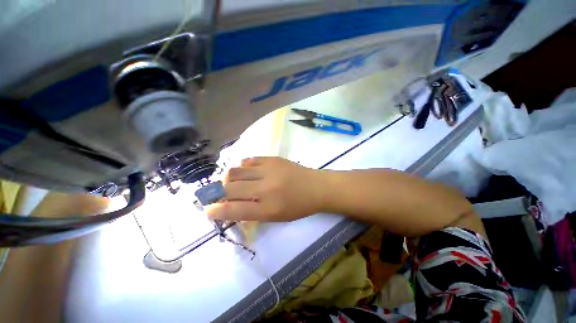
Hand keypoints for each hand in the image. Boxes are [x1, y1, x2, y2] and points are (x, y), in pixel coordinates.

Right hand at [206, 157, 324, 220]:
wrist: (316, 187)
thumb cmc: (299, 206)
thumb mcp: (276, 217)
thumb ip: (254, 213)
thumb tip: (232, 208)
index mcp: (268, 208)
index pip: (234, 210)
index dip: (217, 211)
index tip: (208, 210)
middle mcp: (266, 188)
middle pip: (230, 189)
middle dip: (217, 193)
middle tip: (216, 194)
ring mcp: (269, 170)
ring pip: (235, 171)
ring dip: (228, 178)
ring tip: (231, 182)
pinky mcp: (272, 159)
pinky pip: (249, 160)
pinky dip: (243, 166)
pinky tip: (246, 171)